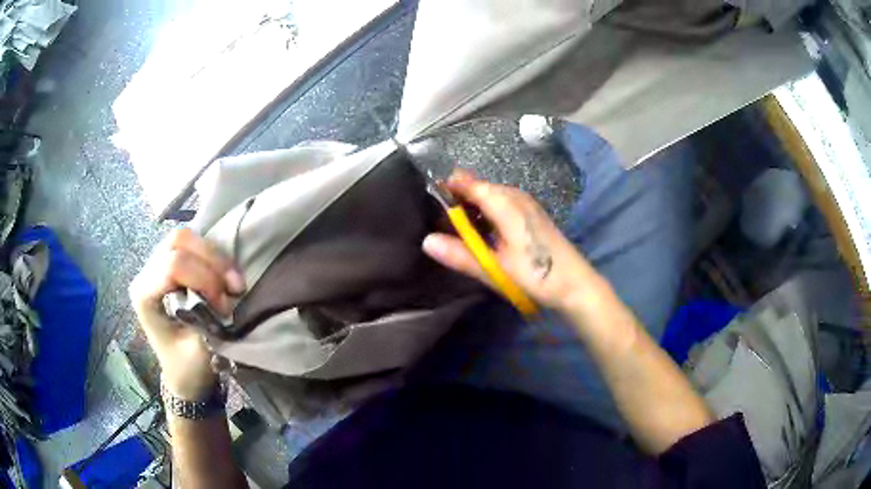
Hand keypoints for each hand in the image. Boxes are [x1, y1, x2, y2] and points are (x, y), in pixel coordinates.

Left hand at [129, 228, 244, 399]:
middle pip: (178, 241)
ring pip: (187, 237)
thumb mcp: (199, 351)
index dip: (204, 278)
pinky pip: (193, 245)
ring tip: (233, 282)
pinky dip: (214, 257)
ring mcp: (157, 265)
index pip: (173, 265)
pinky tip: (225, 276)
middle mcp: (146, 273)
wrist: (184, 375)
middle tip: (234, 287)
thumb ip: (207, 319)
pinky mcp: (171, 264)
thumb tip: (224, 296)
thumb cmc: (188, 368)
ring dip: (215, 257)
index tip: (224, 306)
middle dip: (211, 260)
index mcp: (144, 295)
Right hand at [423, 171, 603, 311]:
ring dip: (474, 208)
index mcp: (505, 203)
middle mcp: (515, 196)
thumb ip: (460, 254)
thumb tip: (426, 241)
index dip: (448, 188)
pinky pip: (503, 203)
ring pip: (491, 195)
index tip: (429, 200)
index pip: (469, 183)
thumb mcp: (494, 269)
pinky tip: (485, 233)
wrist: (575, 284)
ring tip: (460, 231)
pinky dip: (488, 213)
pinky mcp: (532, 214)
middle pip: (479, 187)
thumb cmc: (535, 275)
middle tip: (442, 224)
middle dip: (460, 200)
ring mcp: (526, 204)